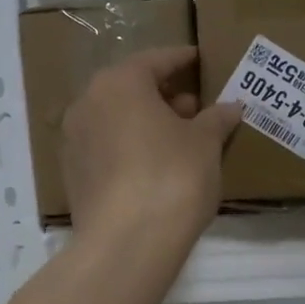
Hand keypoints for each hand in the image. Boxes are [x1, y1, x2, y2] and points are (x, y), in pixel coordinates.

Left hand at [61, 47, 239, 249]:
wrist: (126, 244)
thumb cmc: (172, 177)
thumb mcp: (205, 144)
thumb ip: (216, 119)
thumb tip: (231, 108)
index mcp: (119, 83)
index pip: (156, 60)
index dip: (182, 60)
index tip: (200, 60)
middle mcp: (87, 103)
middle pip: (131, 88)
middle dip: (164, 94)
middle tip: (195, 105)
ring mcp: (74, 140)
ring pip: (116, 119)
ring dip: (146, 122)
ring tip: (180, 137)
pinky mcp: (73, 175)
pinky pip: (107, 148)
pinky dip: (129, 147)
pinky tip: (155, 164)